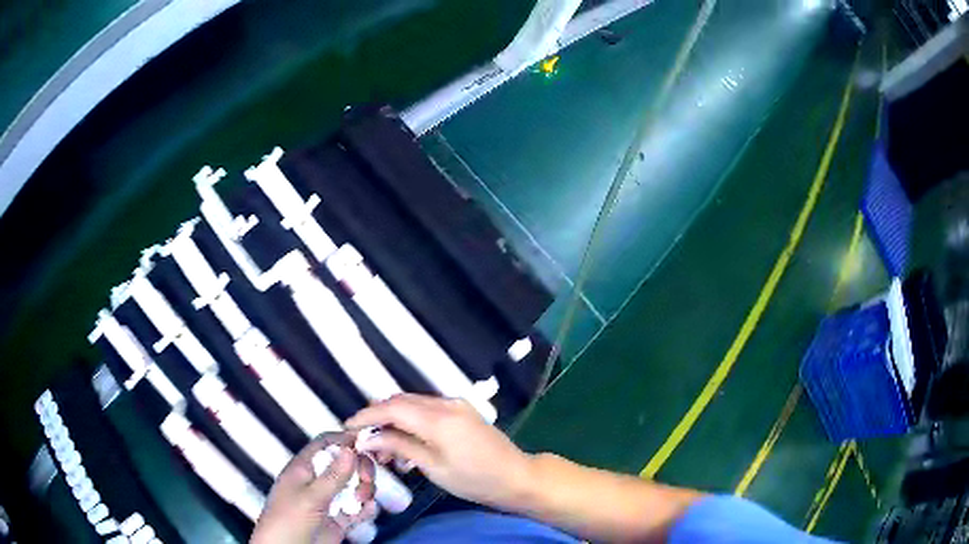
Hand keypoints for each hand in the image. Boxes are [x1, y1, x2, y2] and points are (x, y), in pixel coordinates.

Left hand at [250, 432, 376, 543]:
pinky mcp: (337, 520)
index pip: (325, 444)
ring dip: (364, 490)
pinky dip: (365, 509)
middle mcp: (316, 482)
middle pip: (345, 465)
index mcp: (303, 469)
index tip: (367, 443)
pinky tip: (367, 511)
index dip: (345, 440)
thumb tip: (350, 449)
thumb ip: (332, 476)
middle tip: (366, 480)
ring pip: (353, 487)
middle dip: (360, 469)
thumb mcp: (309, 498)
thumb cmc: (287, 522)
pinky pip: (357, 509)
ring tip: (363, 501)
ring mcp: (327, 502)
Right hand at [347, 394, 533, 508]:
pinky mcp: (462, 410)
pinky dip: (411, 421)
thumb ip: (399, 447)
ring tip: (384, 447)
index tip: (348, 427)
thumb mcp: (433, 467)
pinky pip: (428, 409)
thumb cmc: (474, 479)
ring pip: (413, 404)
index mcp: (438, 419)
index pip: (391, 408)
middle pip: (401, 401)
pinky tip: (407, 442)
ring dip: (394, 419)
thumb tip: (367, 439)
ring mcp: (456, 404)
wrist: (516, 477)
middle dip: (378, 416)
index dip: (367, 416)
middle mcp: (446, 403)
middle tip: (364, 439)